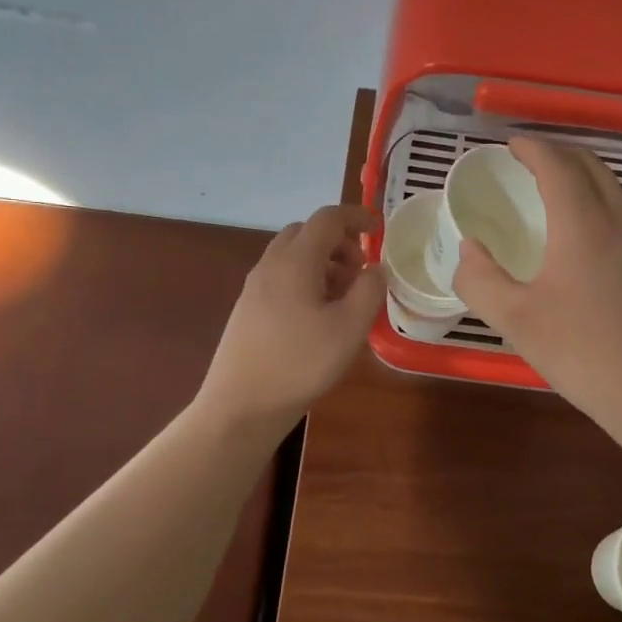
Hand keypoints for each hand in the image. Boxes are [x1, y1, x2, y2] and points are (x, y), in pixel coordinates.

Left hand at [198, 204, 383, 428]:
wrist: (242, 405)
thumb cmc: (300, 363)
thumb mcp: (349, 328)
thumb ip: (369, 290)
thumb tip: (376, 268)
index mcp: (295, 261)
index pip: (328, 219)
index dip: (357, 216)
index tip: (380, 229)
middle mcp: (271, 265)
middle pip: (306, 233)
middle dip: (339, 241)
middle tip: (361, 269)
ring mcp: (255, 287)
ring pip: (292, 256)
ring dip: (323, 263)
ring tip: (344, 296)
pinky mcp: (248, 309)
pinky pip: (282, 277)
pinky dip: (306, 280)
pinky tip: (319, 316)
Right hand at [455, 138, 621, 438]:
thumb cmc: (584, 355)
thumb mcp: (516, 321)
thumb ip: (480, 280)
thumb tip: (468, 250)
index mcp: (583, 224)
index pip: (557, 165)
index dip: (531, 148)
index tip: (509, 145)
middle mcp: (620, 220)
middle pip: (590, 165)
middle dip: (557, 153)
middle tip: (527, 161)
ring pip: (613, 188)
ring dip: (581, 176)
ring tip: (553, 191)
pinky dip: (598, 202)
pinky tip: (585, 234)